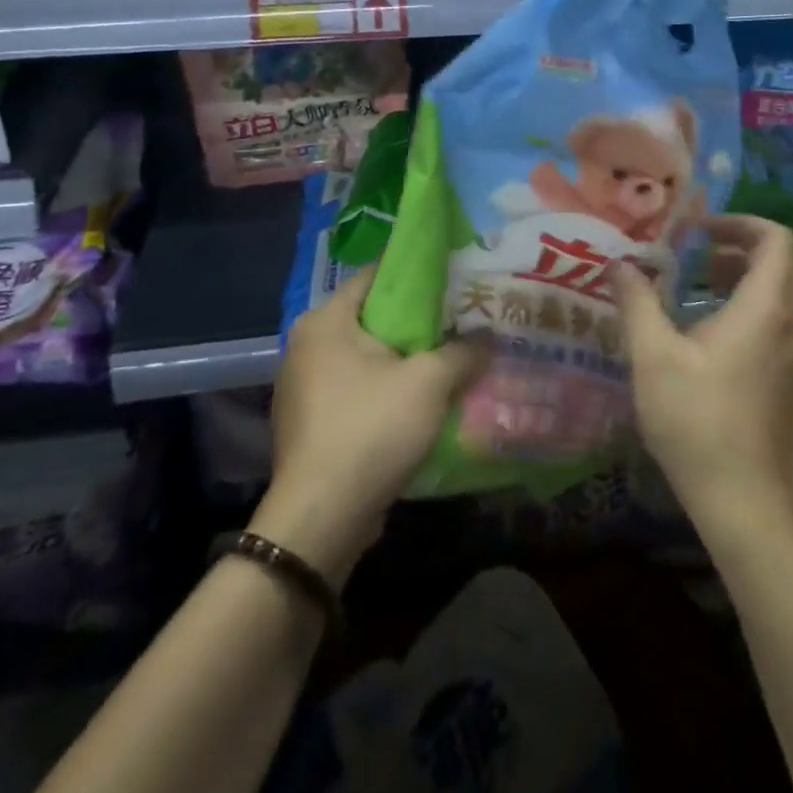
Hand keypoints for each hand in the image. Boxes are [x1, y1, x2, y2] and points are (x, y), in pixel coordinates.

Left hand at [251, 267, 483, 582]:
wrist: (321, 518)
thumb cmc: (371, 429)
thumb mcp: (429, 383)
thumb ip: (462, 352)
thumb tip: (488, 338)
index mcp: (325, 321)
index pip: (375, 276)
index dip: (416, 275)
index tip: (453, 280)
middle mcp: (306, 346)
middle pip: (372, 319)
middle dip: (416, 323)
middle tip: (460, 322)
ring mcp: (304, 388)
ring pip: (366, 359)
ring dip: (403, 361)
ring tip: (449, 360)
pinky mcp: (311, 424)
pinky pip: (357, 392)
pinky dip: (386, 391)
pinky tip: (421, 404)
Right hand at [614, 216, 792, 530]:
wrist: (748, 502)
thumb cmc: (698, 422)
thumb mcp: (653, 357)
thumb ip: (637, 302)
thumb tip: (620, 264)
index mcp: (766, 308)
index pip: (776, 239)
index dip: (738, 221)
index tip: (696, 230)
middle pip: (787, 261)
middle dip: (744, 245)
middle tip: (699, 252)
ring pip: (789, 291)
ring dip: (750, 275)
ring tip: (700, 284)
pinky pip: (786, 319)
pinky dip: (757, 304)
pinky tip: (714, 329)